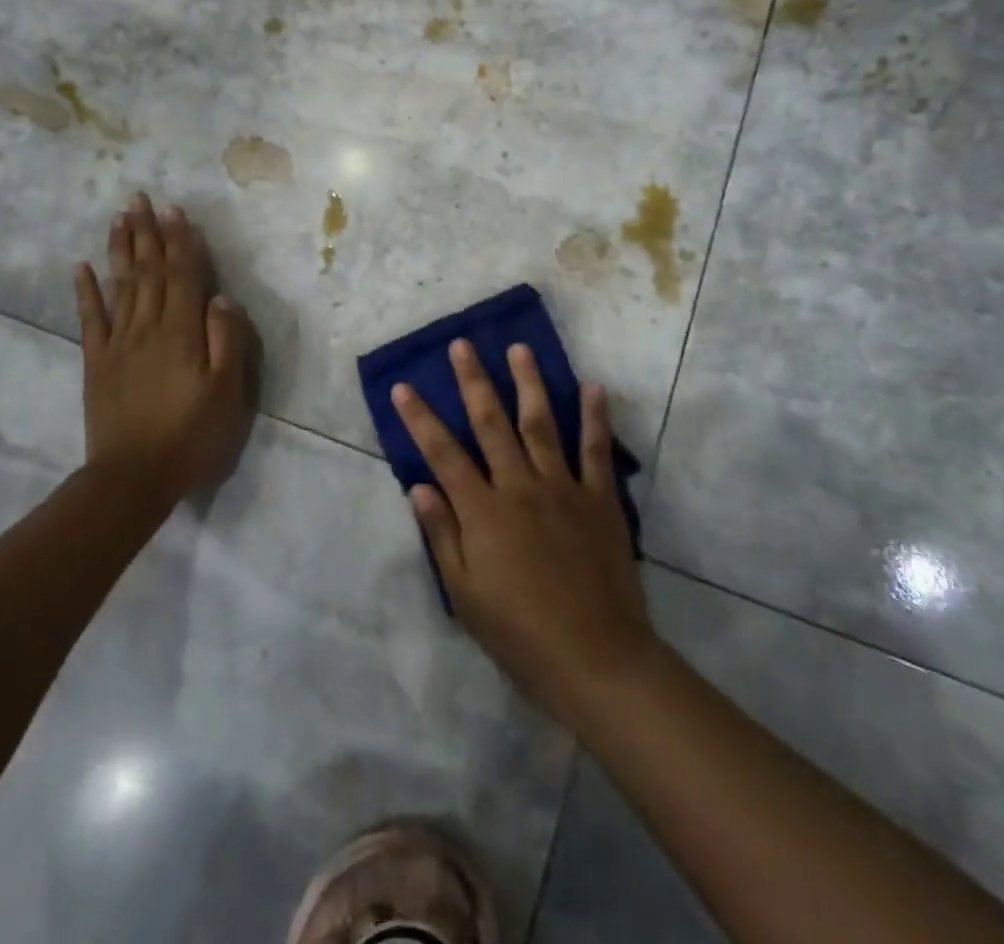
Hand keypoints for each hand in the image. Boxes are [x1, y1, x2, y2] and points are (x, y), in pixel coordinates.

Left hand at [75, 193, 258, 505]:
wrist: (132, 477)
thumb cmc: (191, 436)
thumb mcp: (226, 393)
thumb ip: (226, 341)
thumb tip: (221, 298)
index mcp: (182, 332)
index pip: (183, 276)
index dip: (181, 242)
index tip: (176, 210)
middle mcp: (148, 327)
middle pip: (148, 271)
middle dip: (148, 233)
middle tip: (141, 198)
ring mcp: (118, 343)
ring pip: (120, 285)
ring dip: (121, 249)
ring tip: (120, 218)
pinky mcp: (97, 362)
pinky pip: (90, 318)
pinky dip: (86, 291)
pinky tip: (82, 267)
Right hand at [393, 341, 656, 731]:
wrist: (596, 659)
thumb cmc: (520, 634)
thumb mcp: (465, 595)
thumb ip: (443, 535)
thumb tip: (419, 487)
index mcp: (483, 511)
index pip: (442, 453)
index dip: (420, 418)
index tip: (404, 386)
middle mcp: (520, 487)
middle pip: (491, 423)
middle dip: (473, 381)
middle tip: (462, 345)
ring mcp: (562, 488)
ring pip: (540, 423)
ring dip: (528, 382)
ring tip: (519, 348)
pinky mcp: (599, 499)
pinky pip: (595, 450)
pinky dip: (594, 417)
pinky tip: (592, 386)